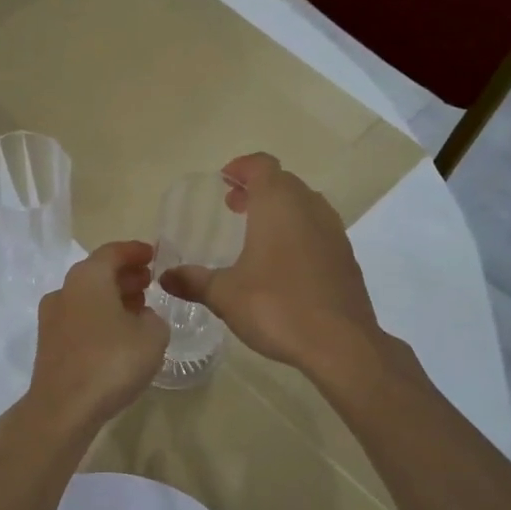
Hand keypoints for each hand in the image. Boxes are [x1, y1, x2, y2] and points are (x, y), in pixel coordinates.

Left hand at [27, 241, 168, 426]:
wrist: (64, 408)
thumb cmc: (111, 361)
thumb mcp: (152, 335)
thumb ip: (154, 318)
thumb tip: (142, 317)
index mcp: (88, 277)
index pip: (113, 252)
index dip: (135, 251)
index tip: (153, 255)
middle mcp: (64, 290)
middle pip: (97, 273)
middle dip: (124, 275)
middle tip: (149, 282)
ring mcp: (52, 318)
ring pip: (87, 297)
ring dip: (112, 298)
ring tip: (138, 309)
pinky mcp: (49, 344)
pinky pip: (79, 319)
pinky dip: (100, 318)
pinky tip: (119, 335)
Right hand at [158, 153, 380, 372]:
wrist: (340, 344)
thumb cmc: (277, 307)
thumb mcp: (225, 295)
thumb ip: (193, 281)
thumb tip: (164, 277)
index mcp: (278, 204)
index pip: (261, 165)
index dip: (241, 167)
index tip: (224, 181)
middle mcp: (309, 208)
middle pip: (284, 182)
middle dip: (257, 188)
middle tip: (232, 207)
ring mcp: (333, 231)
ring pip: (304, 204)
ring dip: (280, 210)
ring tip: (256, 234)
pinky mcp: (346, 256)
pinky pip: (318, 230)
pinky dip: (298, 232)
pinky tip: (283, 263)